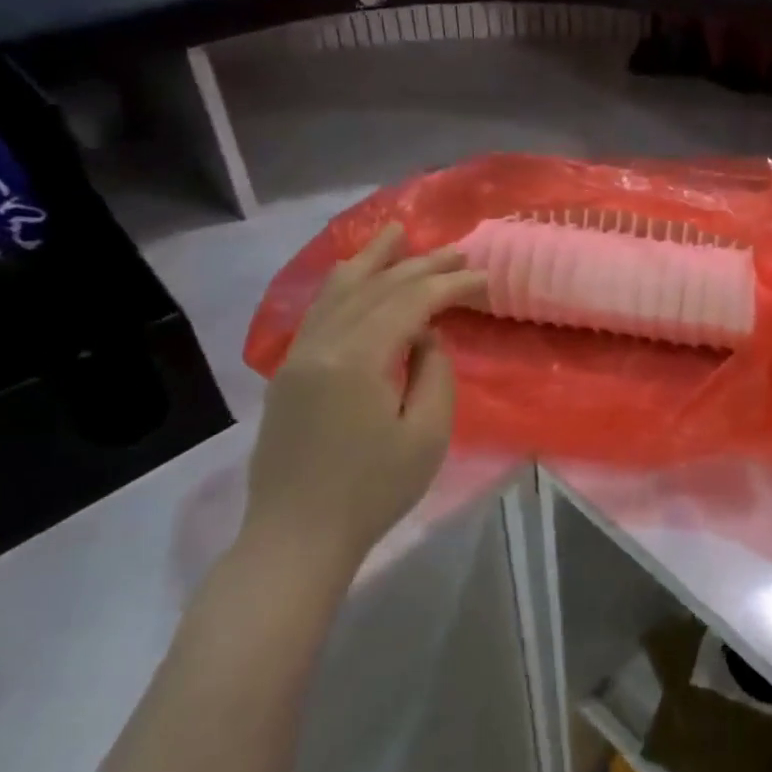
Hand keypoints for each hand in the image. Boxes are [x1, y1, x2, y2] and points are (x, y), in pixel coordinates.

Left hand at [245, 226, 485, 576]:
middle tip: (457, 251)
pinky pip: (320, 311)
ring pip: (338, 291)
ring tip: (397, 233)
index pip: (409, 303)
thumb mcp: (426, 435)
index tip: (482, 277)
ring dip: (373, 260)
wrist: (296, 538)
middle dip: (419, 266)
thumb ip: (434, 373)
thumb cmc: (372, 491)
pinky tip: (356, 275)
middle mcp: (321, 344)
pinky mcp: (289, 372)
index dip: (449, 285)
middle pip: (375, 288)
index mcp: (356, 359)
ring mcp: (298, 356)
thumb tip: (426, 336)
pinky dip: (344, 285)